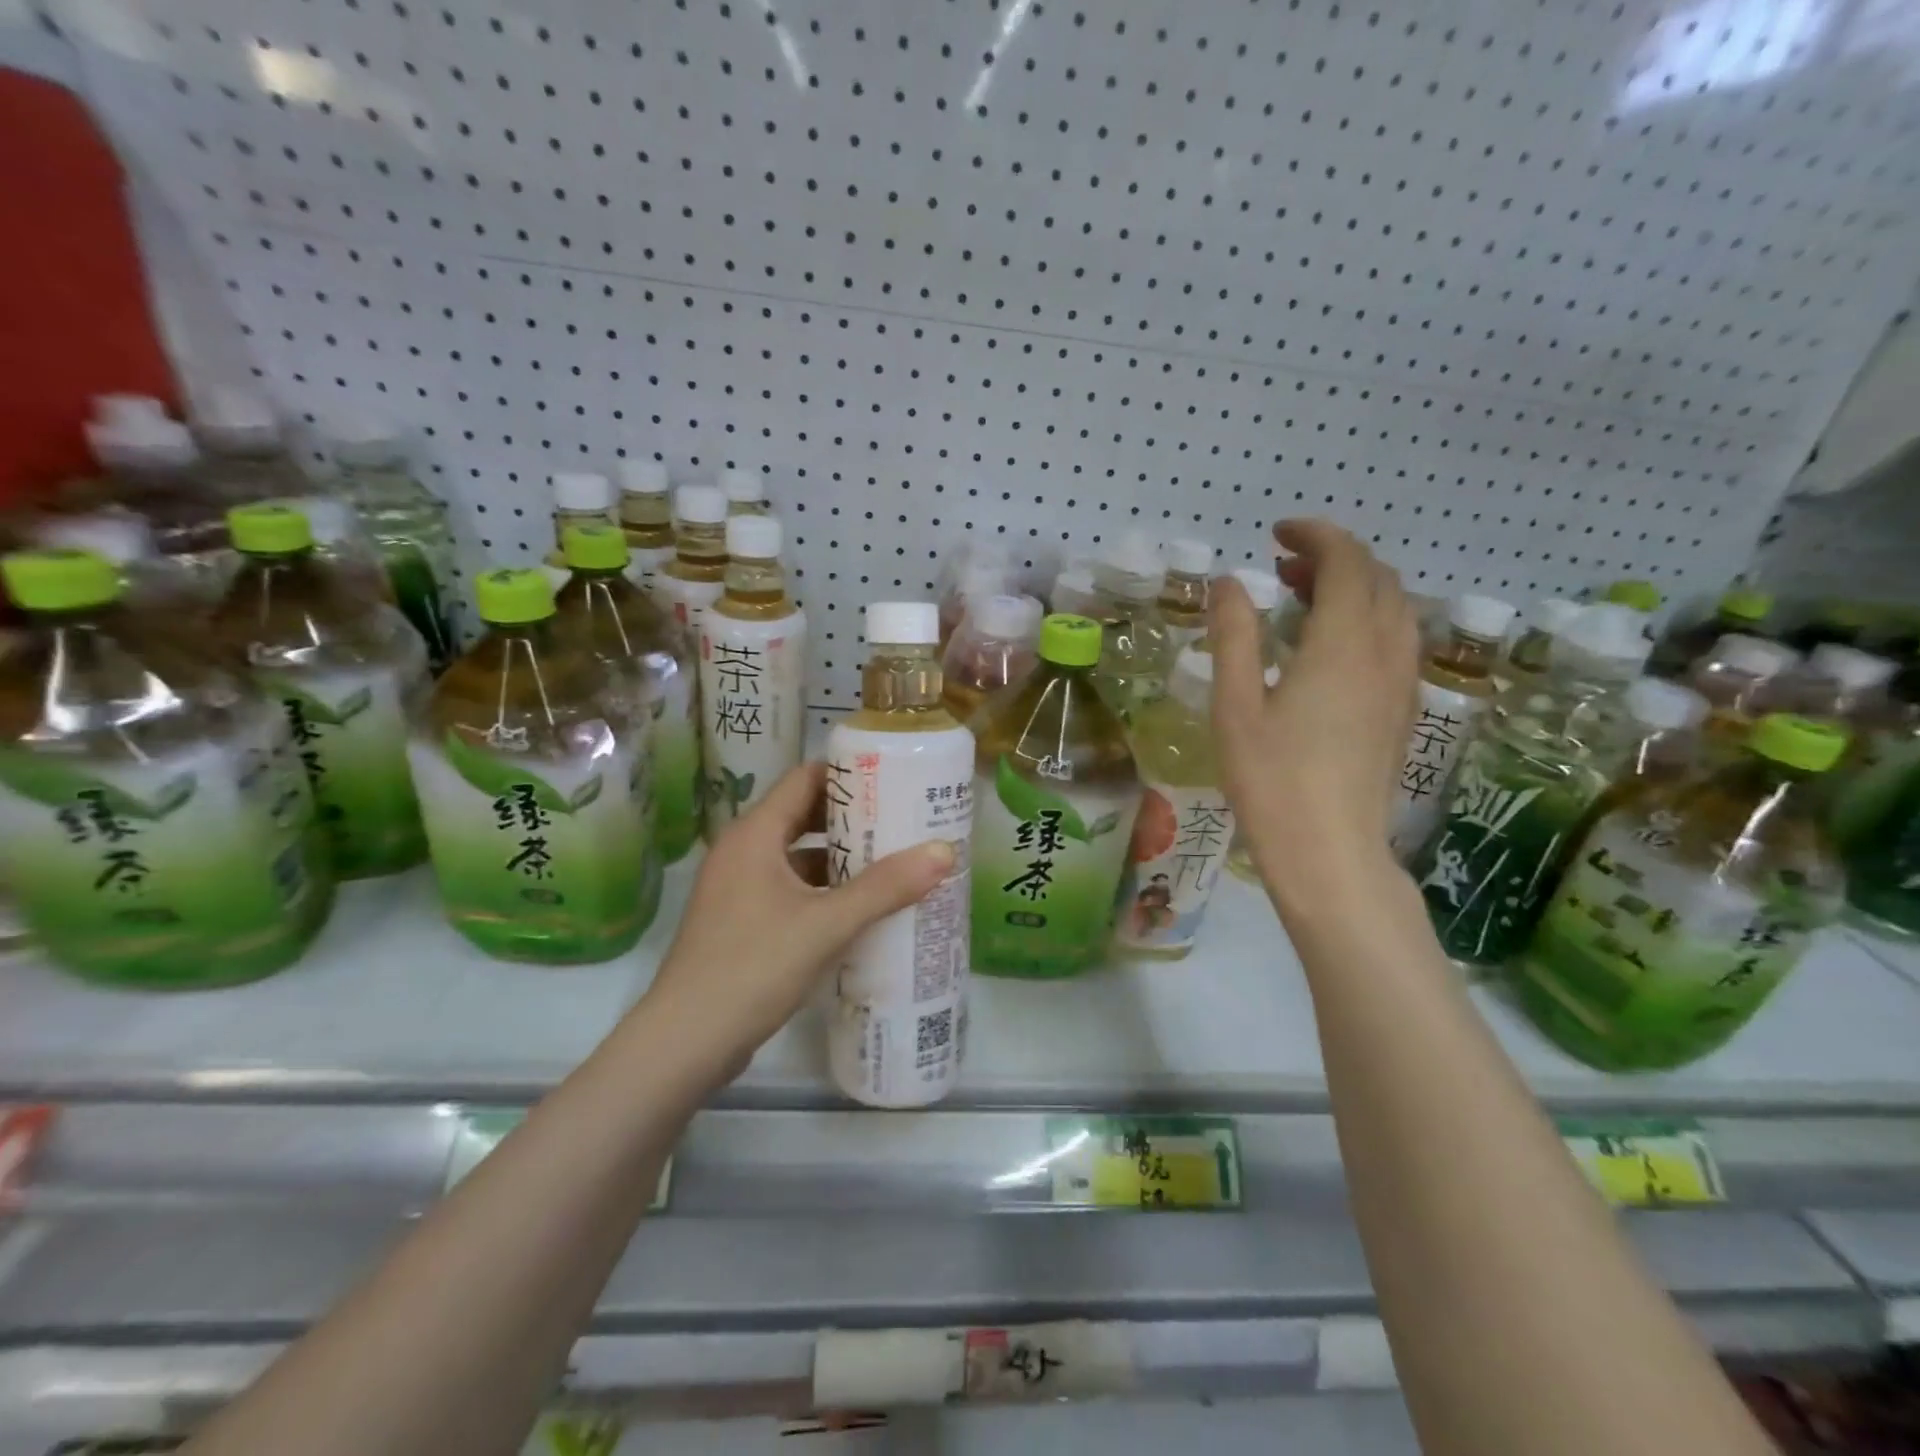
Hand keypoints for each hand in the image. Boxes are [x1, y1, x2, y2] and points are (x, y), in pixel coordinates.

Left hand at [640, 761, 954, 1082]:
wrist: (685, 1043)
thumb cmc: (753, 967)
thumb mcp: (826, 924)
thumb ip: (885, 888)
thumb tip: (943, 850)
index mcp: (754, 835)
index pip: (805, 779)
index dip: (849, 775)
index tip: (894, 779)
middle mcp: (743, 851)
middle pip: (803, 816)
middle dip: (853, 818)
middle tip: (903, 820)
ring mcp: (739, 888)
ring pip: (798, 857)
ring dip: (841, 858)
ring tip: (893, 862)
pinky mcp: (742, 921)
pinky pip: (791, 889)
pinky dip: (824, 891)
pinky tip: (860, 908)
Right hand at [1211, 519, 1419, 908]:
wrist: (1330, 851)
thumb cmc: (1271, 779)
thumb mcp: (1236, 705)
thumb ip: (1234, 636)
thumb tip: (1229, 582)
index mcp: (1342, 643)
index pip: (1345, 562)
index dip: (1315, 536)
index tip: (1277, 533)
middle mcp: (1384, 652)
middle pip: (1376, 578)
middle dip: (1333, 557)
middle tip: (1283, 567)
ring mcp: (1401, 682)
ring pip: (1394, 607)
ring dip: (1354, 586)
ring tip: (1305, 598)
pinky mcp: (1403, 709)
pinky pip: (1398, 639)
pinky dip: (1368, 617)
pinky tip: (1331, 645)